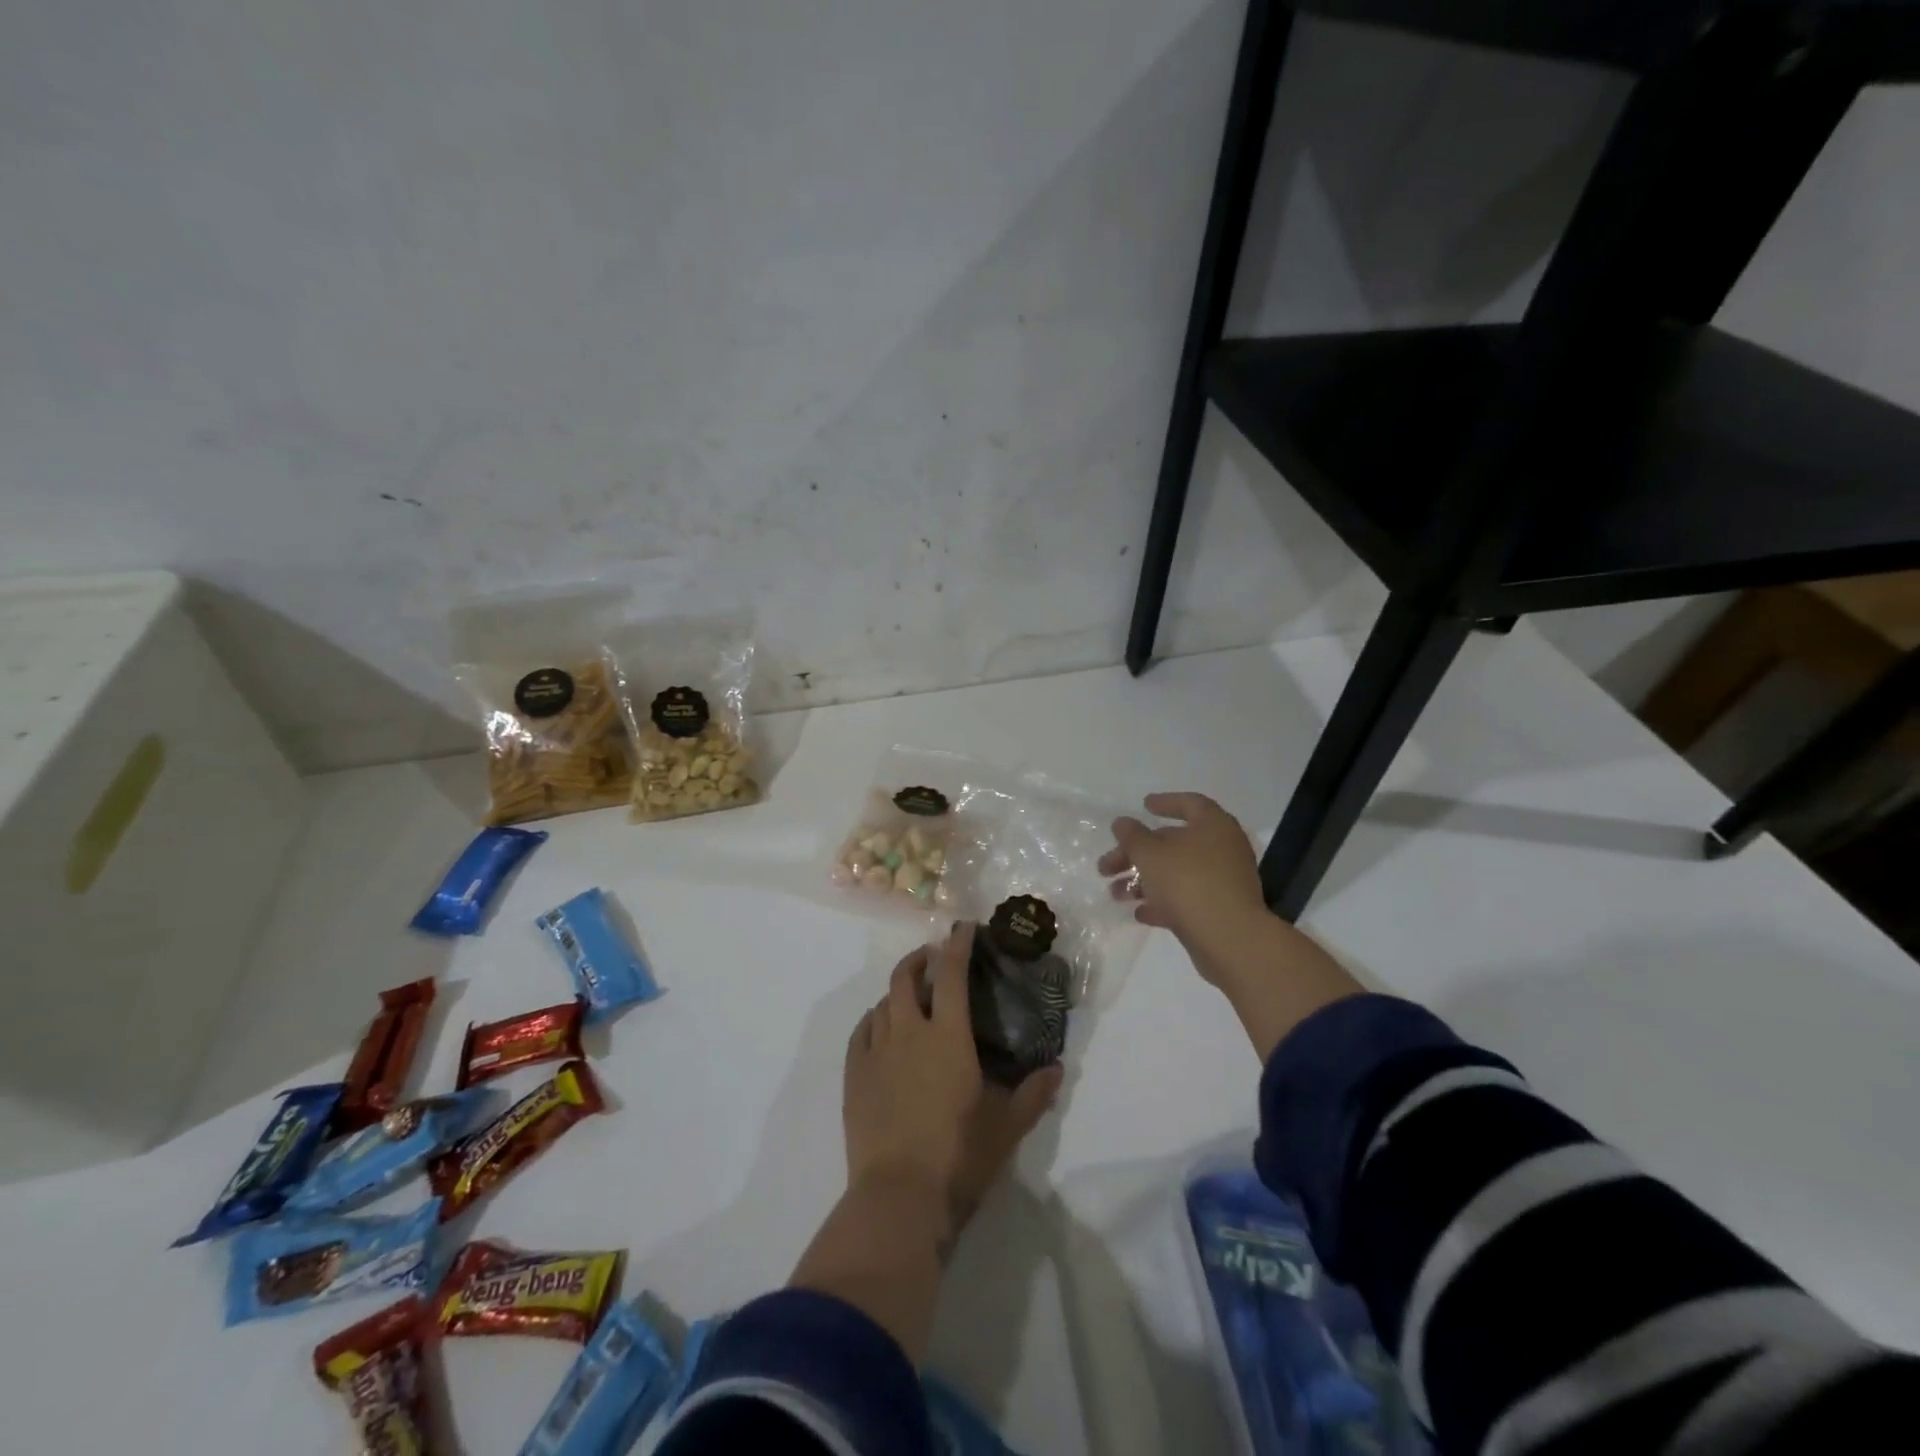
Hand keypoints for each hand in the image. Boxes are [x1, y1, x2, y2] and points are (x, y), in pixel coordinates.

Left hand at [844, 923, 1060, 1235]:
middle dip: (920, 959)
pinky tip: (880, 1028)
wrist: (899, 1198)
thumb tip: (1057, 1069)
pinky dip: (873, 1020)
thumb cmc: (959, 1157)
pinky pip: (861, 1032)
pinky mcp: (854, 1076)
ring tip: (910, 997)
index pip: (951, 975)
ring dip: (897, 991)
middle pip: (906, 977)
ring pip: (882, 1003)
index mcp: (948, 1037)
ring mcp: (876, 1053)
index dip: (957, 945)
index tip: (963, 927)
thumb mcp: (1007, 1128)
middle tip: (933, 958)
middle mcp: (909, 1033)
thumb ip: (1034, 1094)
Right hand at [1098, 792, 1268, 988]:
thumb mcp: (1150, 854)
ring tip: (1115, 895)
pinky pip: (1186, 898)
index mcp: (1213, 825)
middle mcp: (1223, 848)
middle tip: (1106, 867)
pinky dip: (1162, 902)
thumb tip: (1122, 823)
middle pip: (1174, 842)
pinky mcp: (1220, 910)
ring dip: (1143, 881)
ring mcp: (1223, 881)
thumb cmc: (1188, 882)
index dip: (1165, 802)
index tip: (1143, 806)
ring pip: (1176, 873)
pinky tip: (1139, 913)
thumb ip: (1132, 836)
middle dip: (1137, 853)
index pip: (1190, 804)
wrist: (1229, 939)